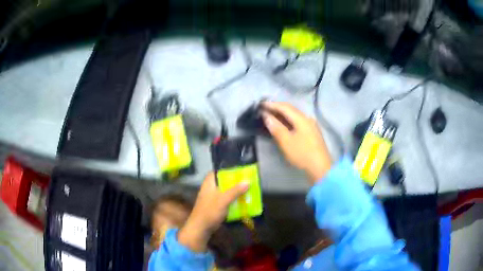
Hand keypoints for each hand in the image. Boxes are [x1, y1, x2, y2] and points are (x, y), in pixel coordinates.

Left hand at [178, 173, 249, 251]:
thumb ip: (235, 191)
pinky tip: (242, 200)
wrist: (201, 228)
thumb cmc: (210, 211)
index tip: (238, 169)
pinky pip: (226, 199)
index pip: (217, 171)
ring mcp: (212, 197)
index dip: (226, 169)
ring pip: (225, 190)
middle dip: (234, 181)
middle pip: (223, 181)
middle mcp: (210, 188)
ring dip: (235, 190)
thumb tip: (248, 181)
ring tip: (247, 188)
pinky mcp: (215, 206)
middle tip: (246, 179)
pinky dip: (233, 199)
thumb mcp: (223, 200)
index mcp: (209, 183)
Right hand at [262, 101, 331, 183]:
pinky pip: (297, 122)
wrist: (320, 168)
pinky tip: (282, 125)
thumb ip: (276, 127)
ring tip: (271, 116)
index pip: (285, 107)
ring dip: (282, 115)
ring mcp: (311, 126)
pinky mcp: (311, 133)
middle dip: (277, 108)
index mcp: (301, 118)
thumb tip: (266, 116)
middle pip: (290, 110)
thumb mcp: (286, 141)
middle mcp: (307, 119)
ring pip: (294, 116)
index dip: (272, 105)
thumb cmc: (302, 154)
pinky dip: (288, 122)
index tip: (260, 104)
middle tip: (264, 109)